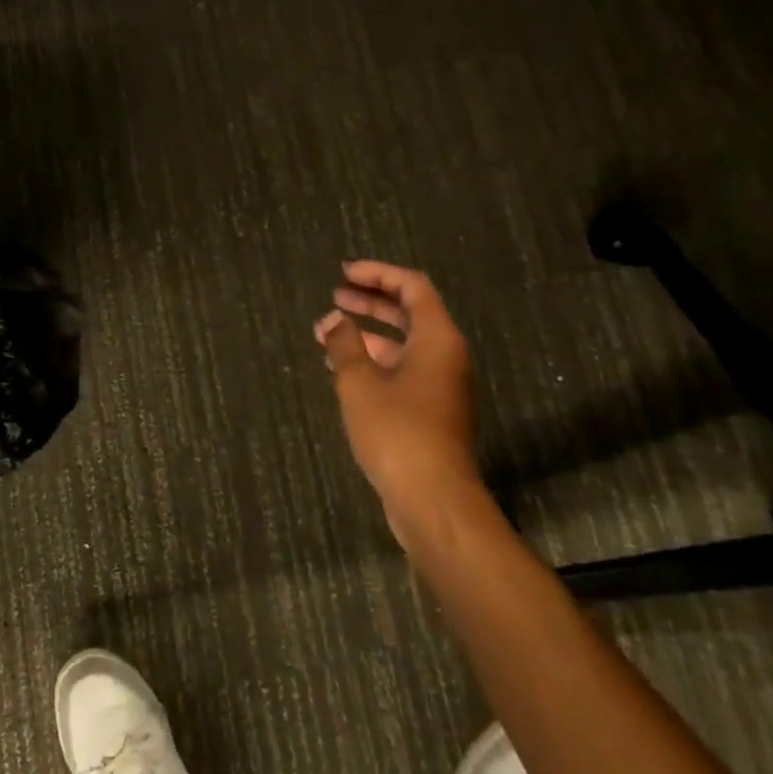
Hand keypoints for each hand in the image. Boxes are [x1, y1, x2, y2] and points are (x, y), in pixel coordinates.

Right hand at [315, 261, 483, 529]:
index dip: (378, 274)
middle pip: (410, 313)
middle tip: (335, 296)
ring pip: (403, 345)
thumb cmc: (397, 432)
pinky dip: (374, 362)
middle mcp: (445, 356)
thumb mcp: (360, 383)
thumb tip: (333, 319)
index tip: (344, 273)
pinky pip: (402, 371)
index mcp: (437, 339)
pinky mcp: (431, 412)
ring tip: (327, 334)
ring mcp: (440, 386)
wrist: (433, 500)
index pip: (412, 287)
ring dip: (367, 335)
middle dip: (371, 302)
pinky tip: (342, 370)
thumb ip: (345, 345)